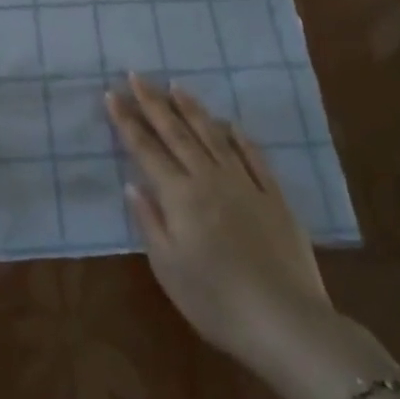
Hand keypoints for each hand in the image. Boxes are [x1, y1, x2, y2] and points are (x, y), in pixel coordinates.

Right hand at [107, 74, 335, 370]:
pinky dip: (240, 137)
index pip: (146, 150)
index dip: (127, 121)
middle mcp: (209, 179)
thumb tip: (133, 184)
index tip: (112, 94)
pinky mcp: (273, 197)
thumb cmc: (217, 302)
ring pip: (213, 136)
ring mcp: (244, 184)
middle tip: (136, 75)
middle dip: (153, 102)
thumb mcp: (168, 268)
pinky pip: (254, 157)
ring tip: (176, 86)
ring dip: (192, 109)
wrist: (286, 323)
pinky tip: (231, 124)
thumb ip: (149, 222)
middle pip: (176, 133)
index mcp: (180, 196)